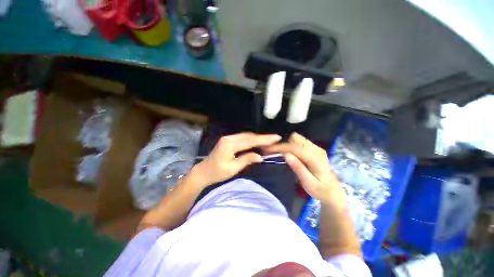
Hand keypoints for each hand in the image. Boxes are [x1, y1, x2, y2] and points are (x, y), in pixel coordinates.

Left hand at [189, 132, 281, 188]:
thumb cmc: (217, 173)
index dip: (264, 139)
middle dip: (263, 137)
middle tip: (275, 138)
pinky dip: (251, 139)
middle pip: (249, 136)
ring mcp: (228, 138)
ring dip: (257, 138)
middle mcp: (229, 138)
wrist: (203, 172)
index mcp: (229, 145)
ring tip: (269, 140)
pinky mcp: (228, 140)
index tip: (275, 138)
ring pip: (246, 136)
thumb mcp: (233, 169)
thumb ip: (247, 160)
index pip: (250, 141)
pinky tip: (257, 141)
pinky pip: (242, 138)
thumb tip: (261, 156)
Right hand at [264, 133, 345, 206]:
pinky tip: (288, 155)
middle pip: (296, 138)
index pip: (294, 148)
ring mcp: (316, 148)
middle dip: (283, 144)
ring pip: (297, 139)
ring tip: (279, 154)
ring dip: (287, 145)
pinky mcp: (314, 149)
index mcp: (315, 158)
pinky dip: (291, 146)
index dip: (280, 147)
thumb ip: (298, 168)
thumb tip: (286, 155)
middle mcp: (316, 149)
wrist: (333, 192)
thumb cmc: (321, 190)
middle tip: (274, 153)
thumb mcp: (309, 183)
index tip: (267, 149)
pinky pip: (299, 143)